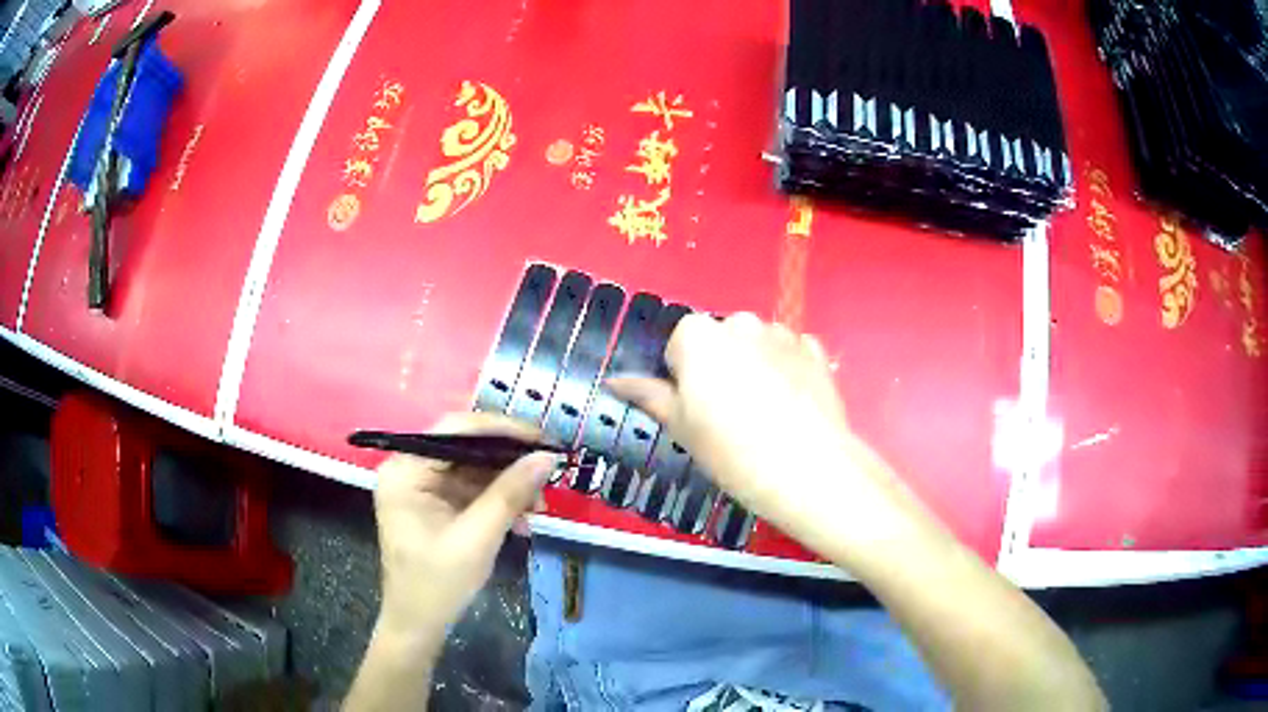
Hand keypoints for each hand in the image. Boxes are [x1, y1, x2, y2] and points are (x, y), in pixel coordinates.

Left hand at [371, 412, 556, 641]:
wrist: (419, 625)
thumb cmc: (438, 584)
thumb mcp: (477, 538)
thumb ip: (509, 494)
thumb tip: (547, 457)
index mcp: (405, 471)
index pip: (454, 429)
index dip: (501, 429)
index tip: (542, 438)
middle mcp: (410, 469)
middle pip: (465, 447)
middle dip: (509, 463)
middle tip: (547, 473)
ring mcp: (422, 487)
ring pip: (474, 468)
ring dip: (509, 485)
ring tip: (539, 507)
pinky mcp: (435, 504)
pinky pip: (472, 489)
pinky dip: (499, 501)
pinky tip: (523, 520)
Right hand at [608, 313, 918, 560]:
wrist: (806, 469)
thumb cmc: (732, 451)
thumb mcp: (680, 427)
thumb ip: (648, 396)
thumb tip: (615, 381)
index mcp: (699, 336)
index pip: (680, 343)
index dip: (685, 375)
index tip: (697, 409)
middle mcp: (740, 323)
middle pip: (721, 339)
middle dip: (722, 365)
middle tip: (730, 413)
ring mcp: (782, 334)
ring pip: (757, 343)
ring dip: (755, 364)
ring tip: (765, 411)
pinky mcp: (815, 350)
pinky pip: (791, 352)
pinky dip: (787, 369)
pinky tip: (791, 405)